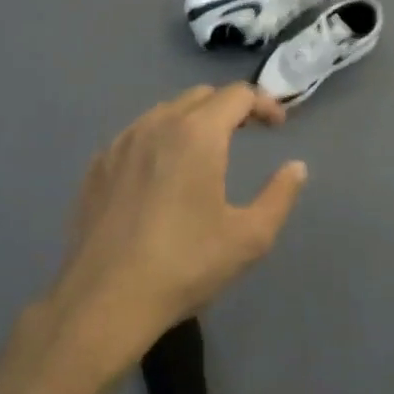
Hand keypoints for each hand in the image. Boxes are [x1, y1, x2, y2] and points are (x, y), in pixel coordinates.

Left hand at [47, 84, 307, 375]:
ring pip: (164, 112)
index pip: (237, 95)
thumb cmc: (186, 265)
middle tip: (247, 133)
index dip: (264, 103)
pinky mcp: (97, 165)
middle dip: (229, 107)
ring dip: (192, 120)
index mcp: (197, 134)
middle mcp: (156, 125)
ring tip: (205, 151)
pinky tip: (161, 173)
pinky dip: (159, 139)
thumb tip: (296, 167)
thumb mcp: (249, 237)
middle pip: (200, 96)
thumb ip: (279, 195)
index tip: (278, 126)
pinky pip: (136, 135)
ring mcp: (120, 143)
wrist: (106, 299)